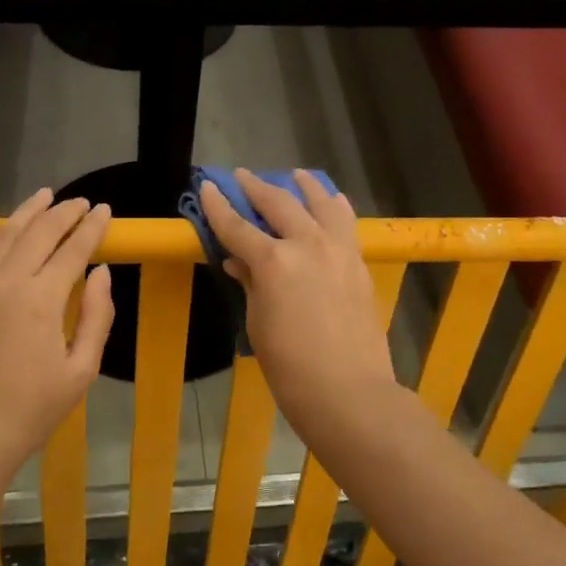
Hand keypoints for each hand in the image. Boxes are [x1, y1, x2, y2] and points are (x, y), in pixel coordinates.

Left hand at [0, 189, 114, 481]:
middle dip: (64, 213)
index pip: (73, 250)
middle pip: (39, 234)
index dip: (92, 228)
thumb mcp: (80, 371)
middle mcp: (8, 283)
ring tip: (45, 195)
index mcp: (43, 300)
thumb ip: (96, 317)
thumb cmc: (32, 410)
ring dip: (27, 213)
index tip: (106, 210)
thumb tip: (101, 273)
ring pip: (4, 236)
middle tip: (81, 202)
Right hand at [198, 170, 398, 439]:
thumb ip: (250, 284)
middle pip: (279, 204)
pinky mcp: (358, 264)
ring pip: (321, 204)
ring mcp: (338, 251)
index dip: (218, 206)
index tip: (208, 186)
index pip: (237, 225)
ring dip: (305, 186)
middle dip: (257, 187)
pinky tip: (333, 202)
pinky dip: (335, 208)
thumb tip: (240, 263)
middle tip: (242, 176)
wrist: (348, 390)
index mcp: (273, 261)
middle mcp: (307, 244)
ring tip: (296, 175)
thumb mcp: (257, 323)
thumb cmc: (289, 366)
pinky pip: (346, 224)